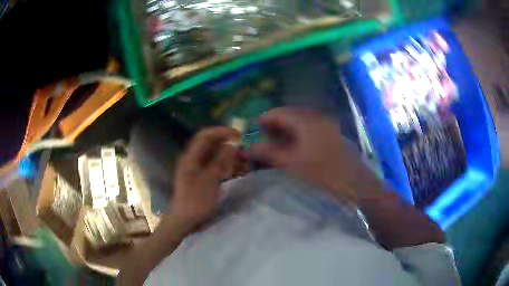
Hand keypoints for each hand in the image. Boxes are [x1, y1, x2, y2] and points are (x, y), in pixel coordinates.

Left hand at [171, 127, 239, 227]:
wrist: (184, 221)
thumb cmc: (196, 202)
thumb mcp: (210, 181)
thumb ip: (220, 161)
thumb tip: (231, 145)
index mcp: (190, 158)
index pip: (205, 136)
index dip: (221, 132)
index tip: (238, 134)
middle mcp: (192, 160)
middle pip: (210, 144)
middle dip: (226, 143)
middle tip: (243, 148)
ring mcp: (195, 169)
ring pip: (213, 155)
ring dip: (227, 155)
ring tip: (242, 159)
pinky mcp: (200, 178)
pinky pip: (213, 166)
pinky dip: (224, 165)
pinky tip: (234, 169)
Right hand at [251, 108, 382, 203]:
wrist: (357, 187)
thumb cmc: (322, 174)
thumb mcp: (291, 164)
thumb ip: (268, 153)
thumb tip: (250, 147)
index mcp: (306, 121)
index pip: (279, 113)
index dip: (264, 120)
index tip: (254, 130)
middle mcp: (318, 119)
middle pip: (290, 117)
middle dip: (275, 127)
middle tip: (264, 140)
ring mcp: (328, 127)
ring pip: (301, 125)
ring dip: (288, 133)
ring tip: (278, 147)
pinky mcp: (334, 138)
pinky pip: (312, 132)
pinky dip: (300, 138)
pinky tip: (297, 151)